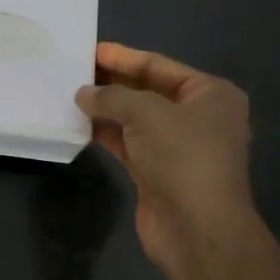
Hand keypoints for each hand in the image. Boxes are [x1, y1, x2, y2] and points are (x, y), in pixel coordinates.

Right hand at [76, 42, 256, 271]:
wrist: (197, 230)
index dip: (123, 57)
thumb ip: (112, 96)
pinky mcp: (159, 172)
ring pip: (135, 119)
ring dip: (106, 109)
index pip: (159, 65)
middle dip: (112, 82)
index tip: (90, 49)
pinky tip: (79, 125)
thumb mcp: (146, 113)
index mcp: (210, 95)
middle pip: (147, 91)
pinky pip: (128, 143)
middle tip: (74, 71)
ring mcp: (179, 147)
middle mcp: (198, 118)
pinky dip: (106, 133)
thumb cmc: (182, 158)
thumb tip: (83, 93)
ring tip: (70, 95)